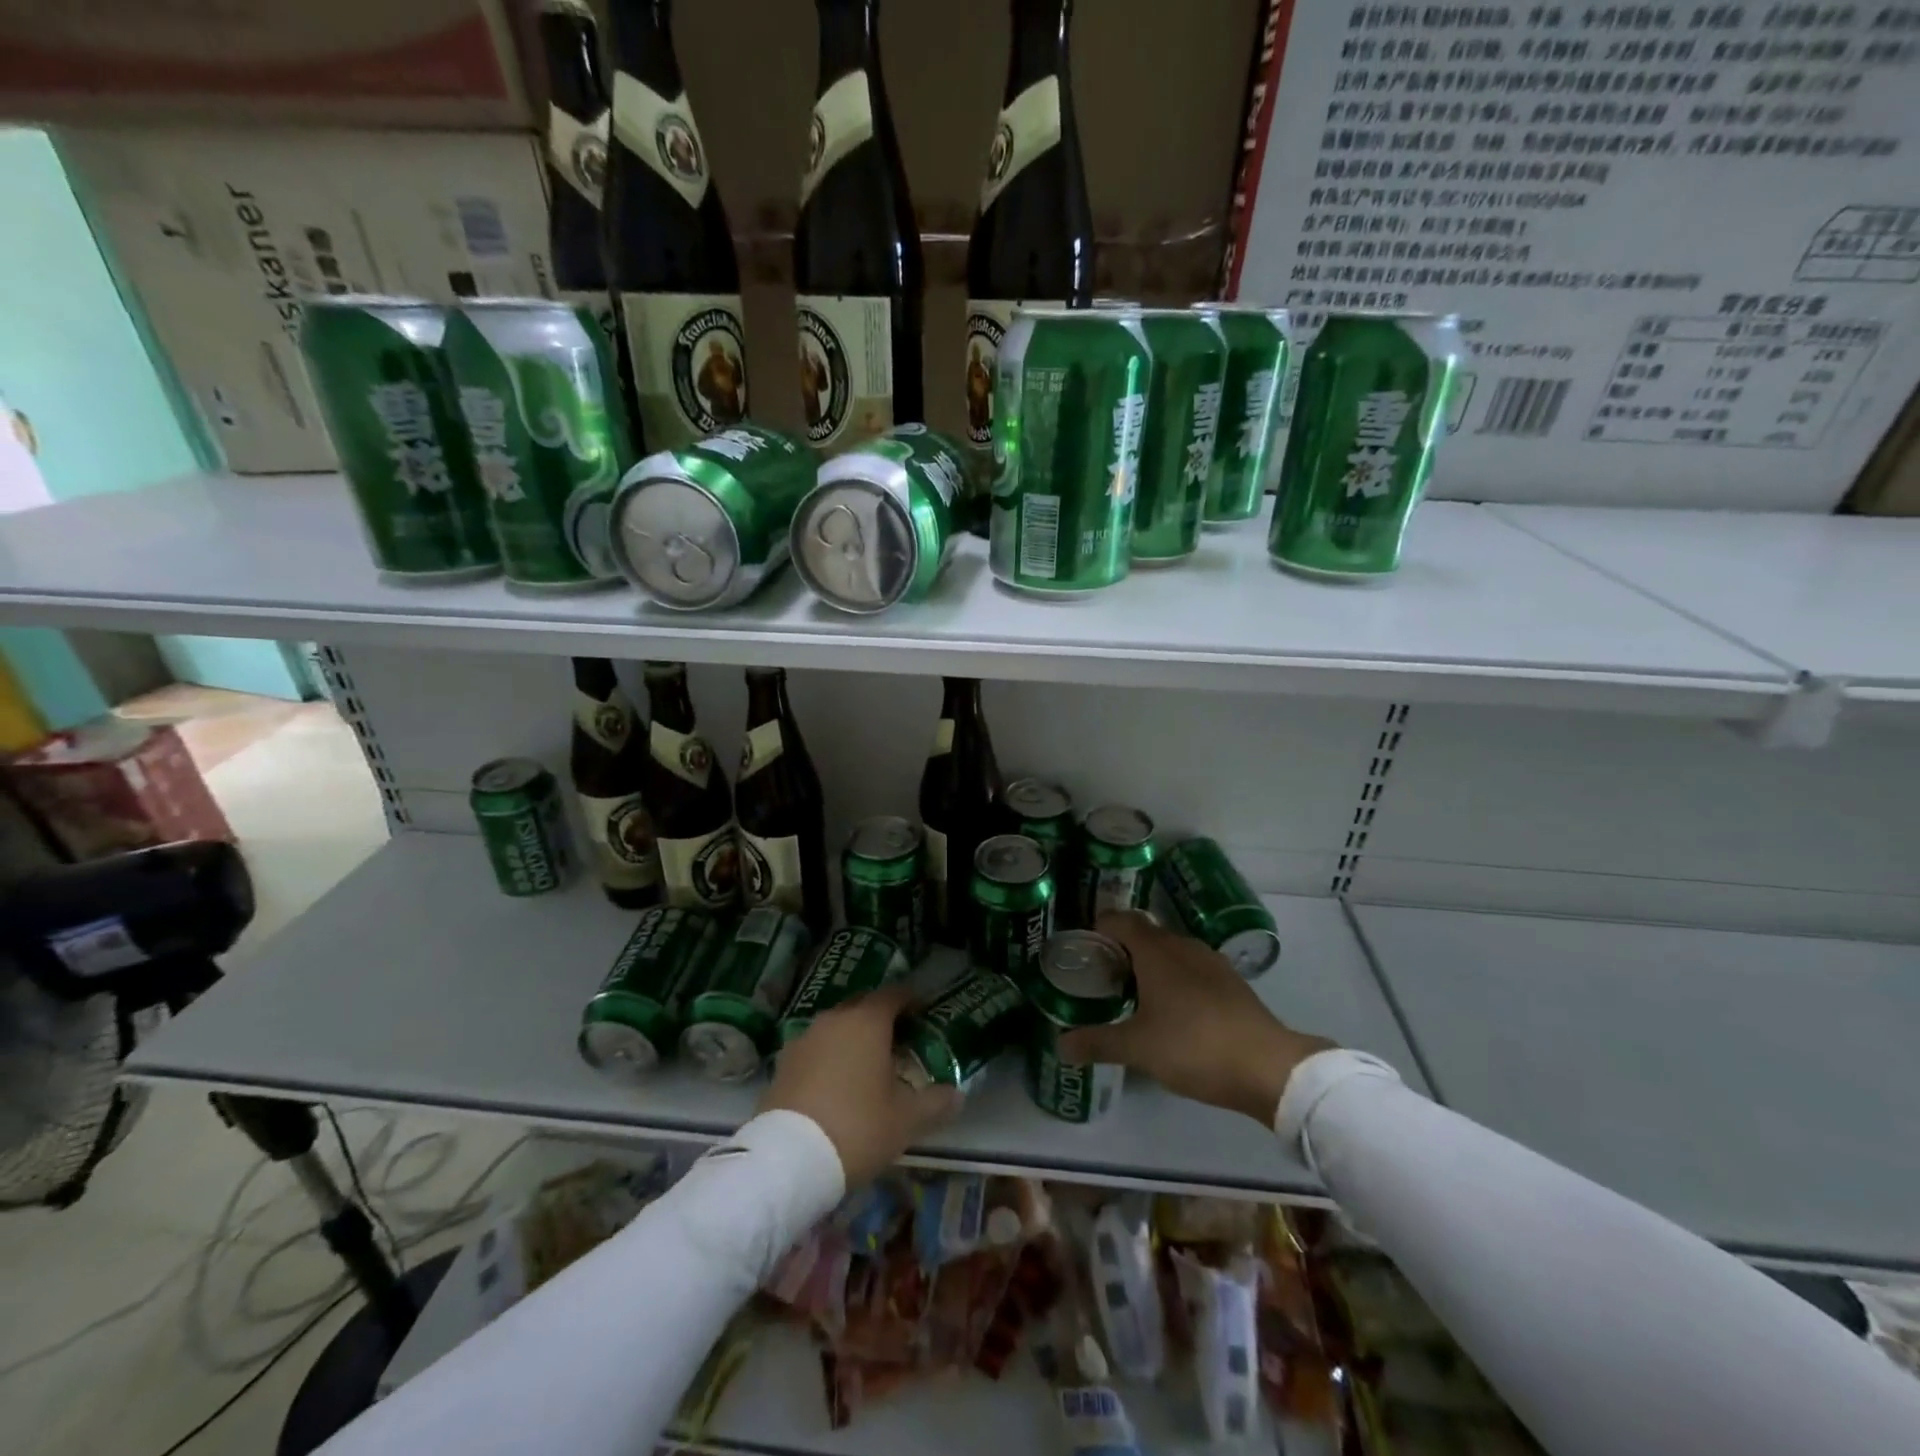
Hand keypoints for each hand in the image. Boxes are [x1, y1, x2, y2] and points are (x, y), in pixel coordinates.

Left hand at [758, 982, 962, 1186]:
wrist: (788, 1158)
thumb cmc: (857, 1127)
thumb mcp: (906, 1120)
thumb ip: (936, 1103)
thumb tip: (957, 1095)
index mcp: (868, 1021)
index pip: (894, 994)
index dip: (910, 999)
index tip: (923, 1012)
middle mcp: (835, 1019)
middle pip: (863, 1005)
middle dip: (881, 1017)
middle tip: (899, 1039)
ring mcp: (805, 1038)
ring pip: (836, 1026)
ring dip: (852, 1036)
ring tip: (867, 1063)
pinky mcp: (783, 1062)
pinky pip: (815, 1048)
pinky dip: (829, 1056)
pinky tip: (836, 1082)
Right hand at [1058, 911, 1336, 1126]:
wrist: (1268, 1067)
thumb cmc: (1193, 1046)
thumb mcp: (1138, 1048)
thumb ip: (1097, 1042)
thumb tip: (1060, 1044)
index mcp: (1156, 950)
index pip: (1119, 920)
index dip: (1098, 928)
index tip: (1082, 950)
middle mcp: (1182, 945)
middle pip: (1144, 934)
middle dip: (1120, 951)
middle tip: (1100, 979)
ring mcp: (1211, 962)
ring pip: (1170, 952)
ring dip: (1149, 966)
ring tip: (1132, 996)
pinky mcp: (1231, 982)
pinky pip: (1191, 969)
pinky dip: (1174, 980)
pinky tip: (1171, 1012)